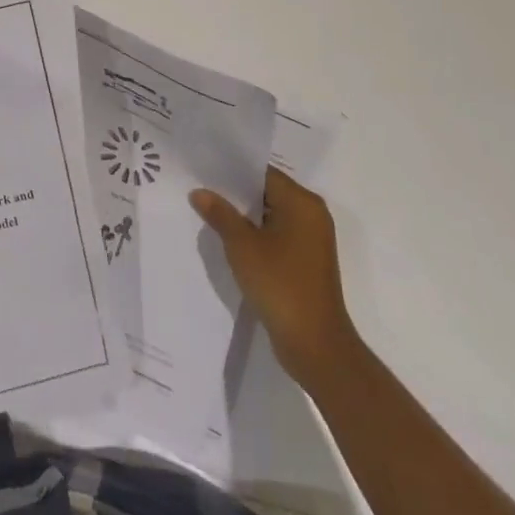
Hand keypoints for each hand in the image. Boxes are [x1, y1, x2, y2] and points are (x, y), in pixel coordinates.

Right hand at [191, 166, 351, 385]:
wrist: (316, 345)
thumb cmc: (280, 284)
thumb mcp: (242, 246)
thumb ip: (220, 214)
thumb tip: (199, 192)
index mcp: (302, 202)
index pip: (263, 173)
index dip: (232, 170)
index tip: (204, 168)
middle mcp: (311, 214)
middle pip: (268, 192)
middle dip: (235, 193)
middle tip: (200, 188)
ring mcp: (311, 240)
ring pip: (271, 216)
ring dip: (244, 216)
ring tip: (209, 212)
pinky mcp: (306, 262)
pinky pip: (277, 236)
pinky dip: (256, 235)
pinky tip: (229, 240)